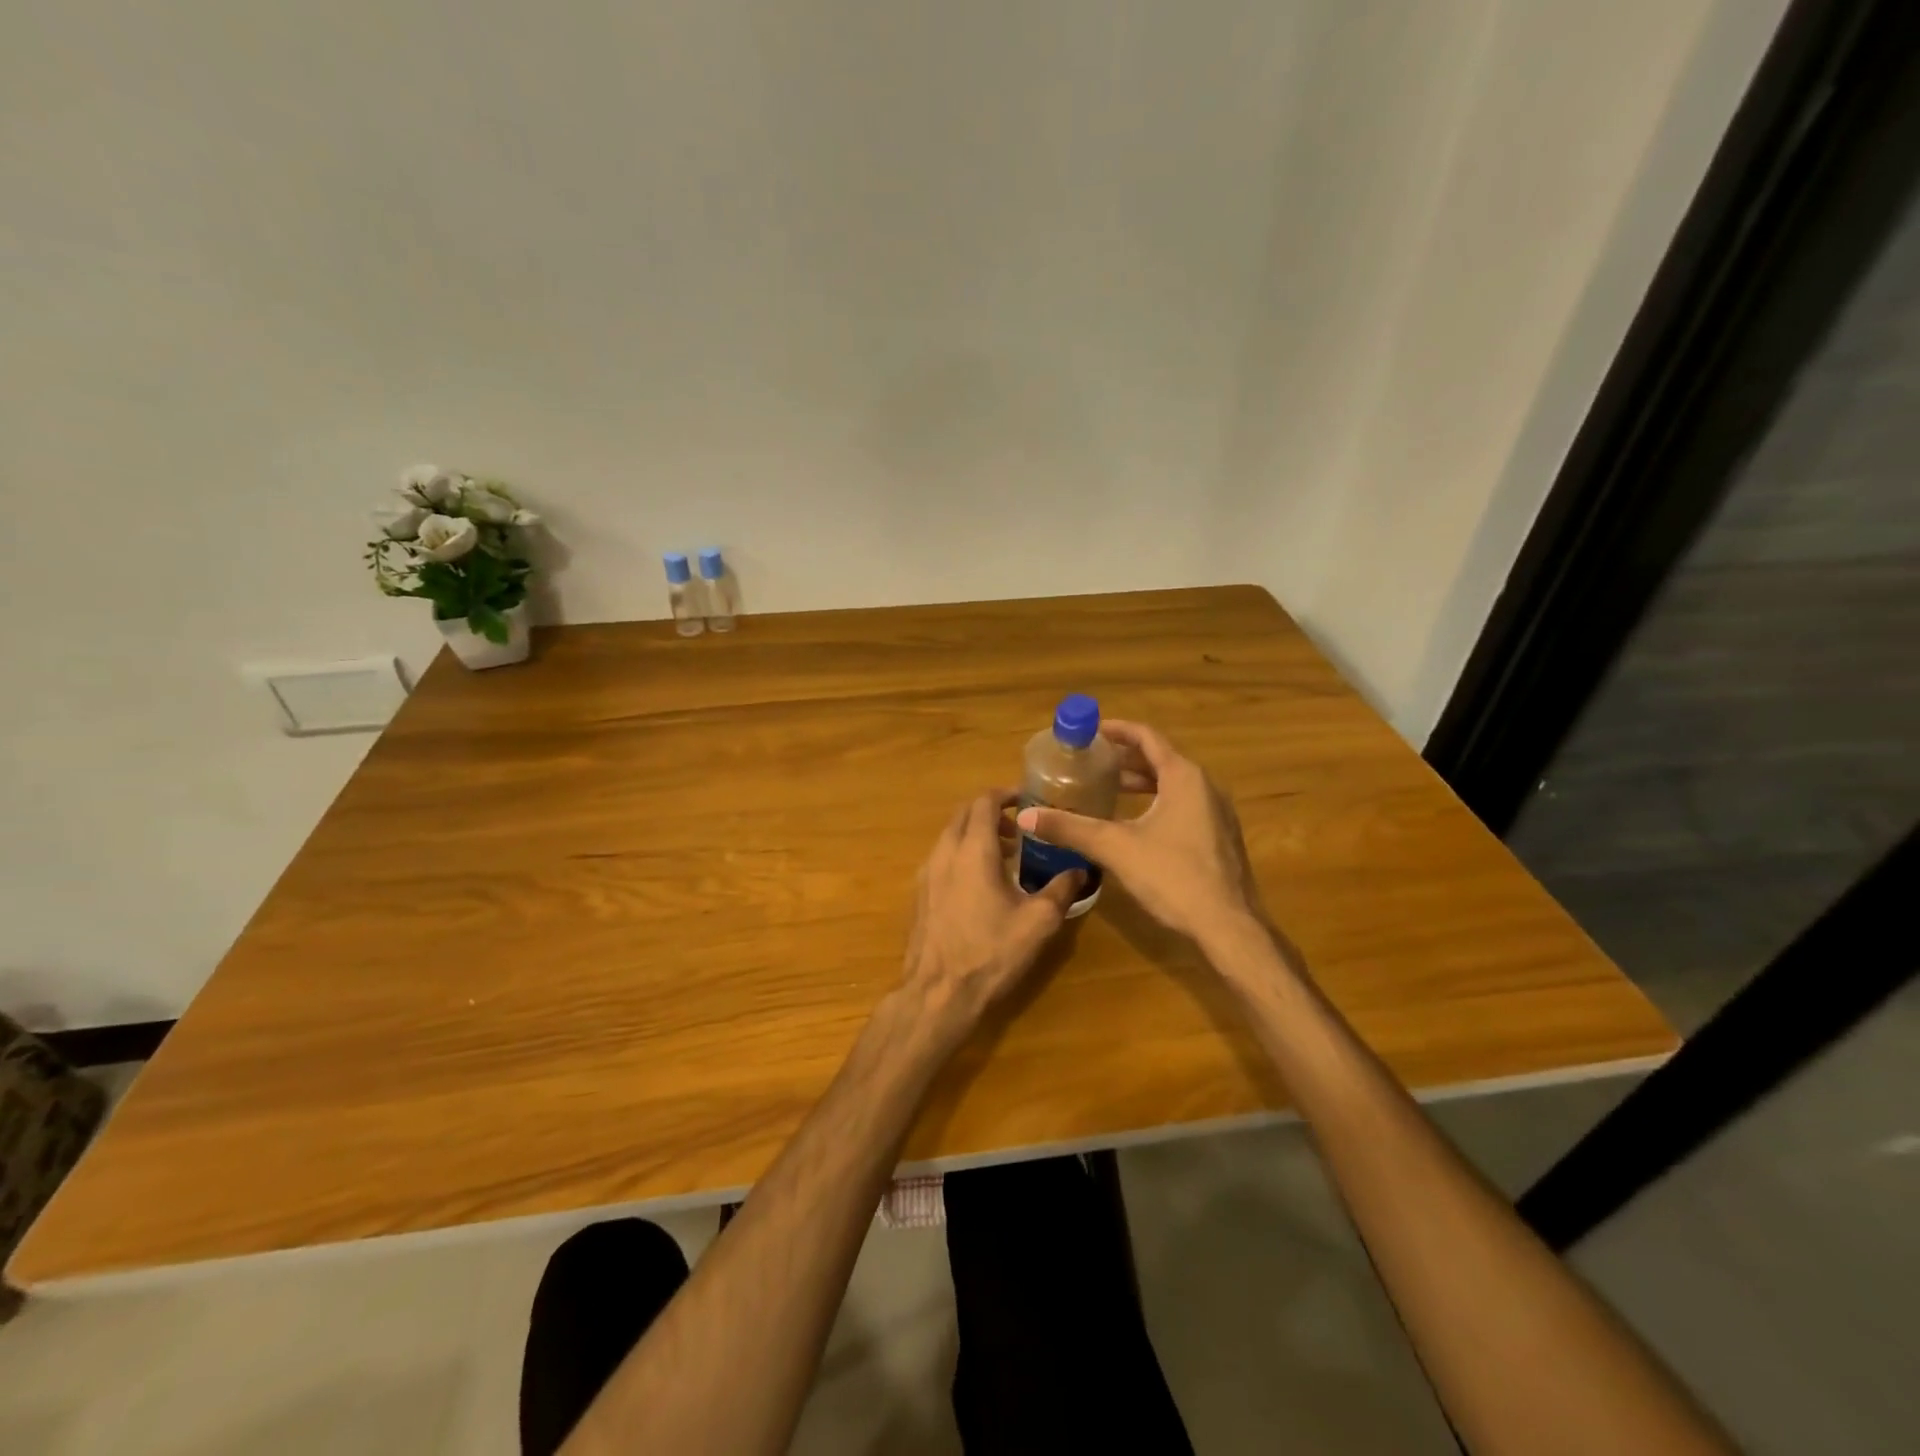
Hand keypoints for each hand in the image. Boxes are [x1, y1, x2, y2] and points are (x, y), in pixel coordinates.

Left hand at [901, 790, 1084, 1039]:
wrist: (938, 993)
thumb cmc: (991, 953)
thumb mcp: (1038, 922)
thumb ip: (1061, 889)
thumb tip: (1080, 869)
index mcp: (973, 850)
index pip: (984, 802)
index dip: (1006, 794)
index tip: (1028, 799)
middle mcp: (944, 852)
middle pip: (964, 814)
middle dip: (991, 812)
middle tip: (1020, 828)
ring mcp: (926, 873)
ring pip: (950, 836)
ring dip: (976, 834)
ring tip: (1006, 856)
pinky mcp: (919, 894)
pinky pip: (941, 858)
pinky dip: (961, 854)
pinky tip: (981, 883)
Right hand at [1015, 720, 1264, 944]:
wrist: (1228, 926)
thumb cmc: (1173, 876)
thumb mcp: (1115, 848)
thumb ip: (1070, 828)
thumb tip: (1028, 816)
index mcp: (1184, 777)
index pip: (1147, 737)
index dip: (1117, 730)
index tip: (1090, 731)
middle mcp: (1205, 786)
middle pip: (1161, 759)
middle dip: (1125, 759)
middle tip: (1091, 763)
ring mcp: (1217, 812)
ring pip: (1173, 784)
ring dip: (1141, 783)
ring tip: (1108, 790)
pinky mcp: (1219, 837)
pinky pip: (1184, 805)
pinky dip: (1156, 802)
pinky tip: (1135, 824)